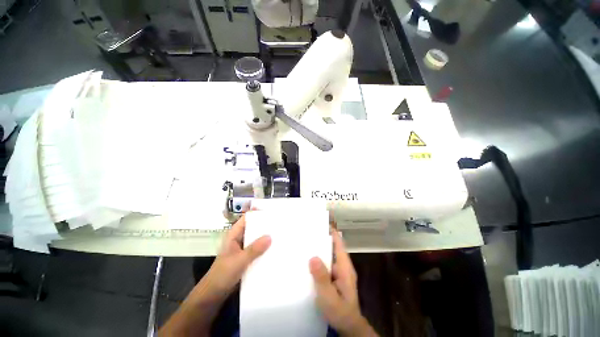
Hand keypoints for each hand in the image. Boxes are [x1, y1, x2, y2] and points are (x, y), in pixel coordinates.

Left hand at [159, 214, 270, 336]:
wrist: (214, 295)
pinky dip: (264, 249)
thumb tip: (270, 236)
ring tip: (280, 235)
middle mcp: (239, 239)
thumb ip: (254, 249)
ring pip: (256, 239)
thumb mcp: (239, 261)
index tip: (271, 212)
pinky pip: (257, 250)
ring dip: (265, 238)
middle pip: (253, 228)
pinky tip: (274, 250)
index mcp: (234, 235)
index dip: (257, 213)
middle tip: (279, 223)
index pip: (246, 218)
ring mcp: (243, 249)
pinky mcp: (246, 259)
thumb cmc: (222, 275)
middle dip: (265, 225)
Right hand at [309, 230, 377, 336]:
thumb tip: (313, 257)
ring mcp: (337, 272)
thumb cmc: (340, 311)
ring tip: (303, 242)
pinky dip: (317, 259)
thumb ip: (322, 278)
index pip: (338, 243)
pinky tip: (306, 260)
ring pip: (327, 255)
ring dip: (318, 249)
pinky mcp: (332, 278)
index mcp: (344, 267)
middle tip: (306, 231)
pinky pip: (324, 264)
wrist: (347, 327)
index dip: (331, 232)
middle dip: (321, 238)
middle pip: (332, 247)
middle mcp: (341, 266)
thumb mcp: (329, 296)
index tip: (320, 222)